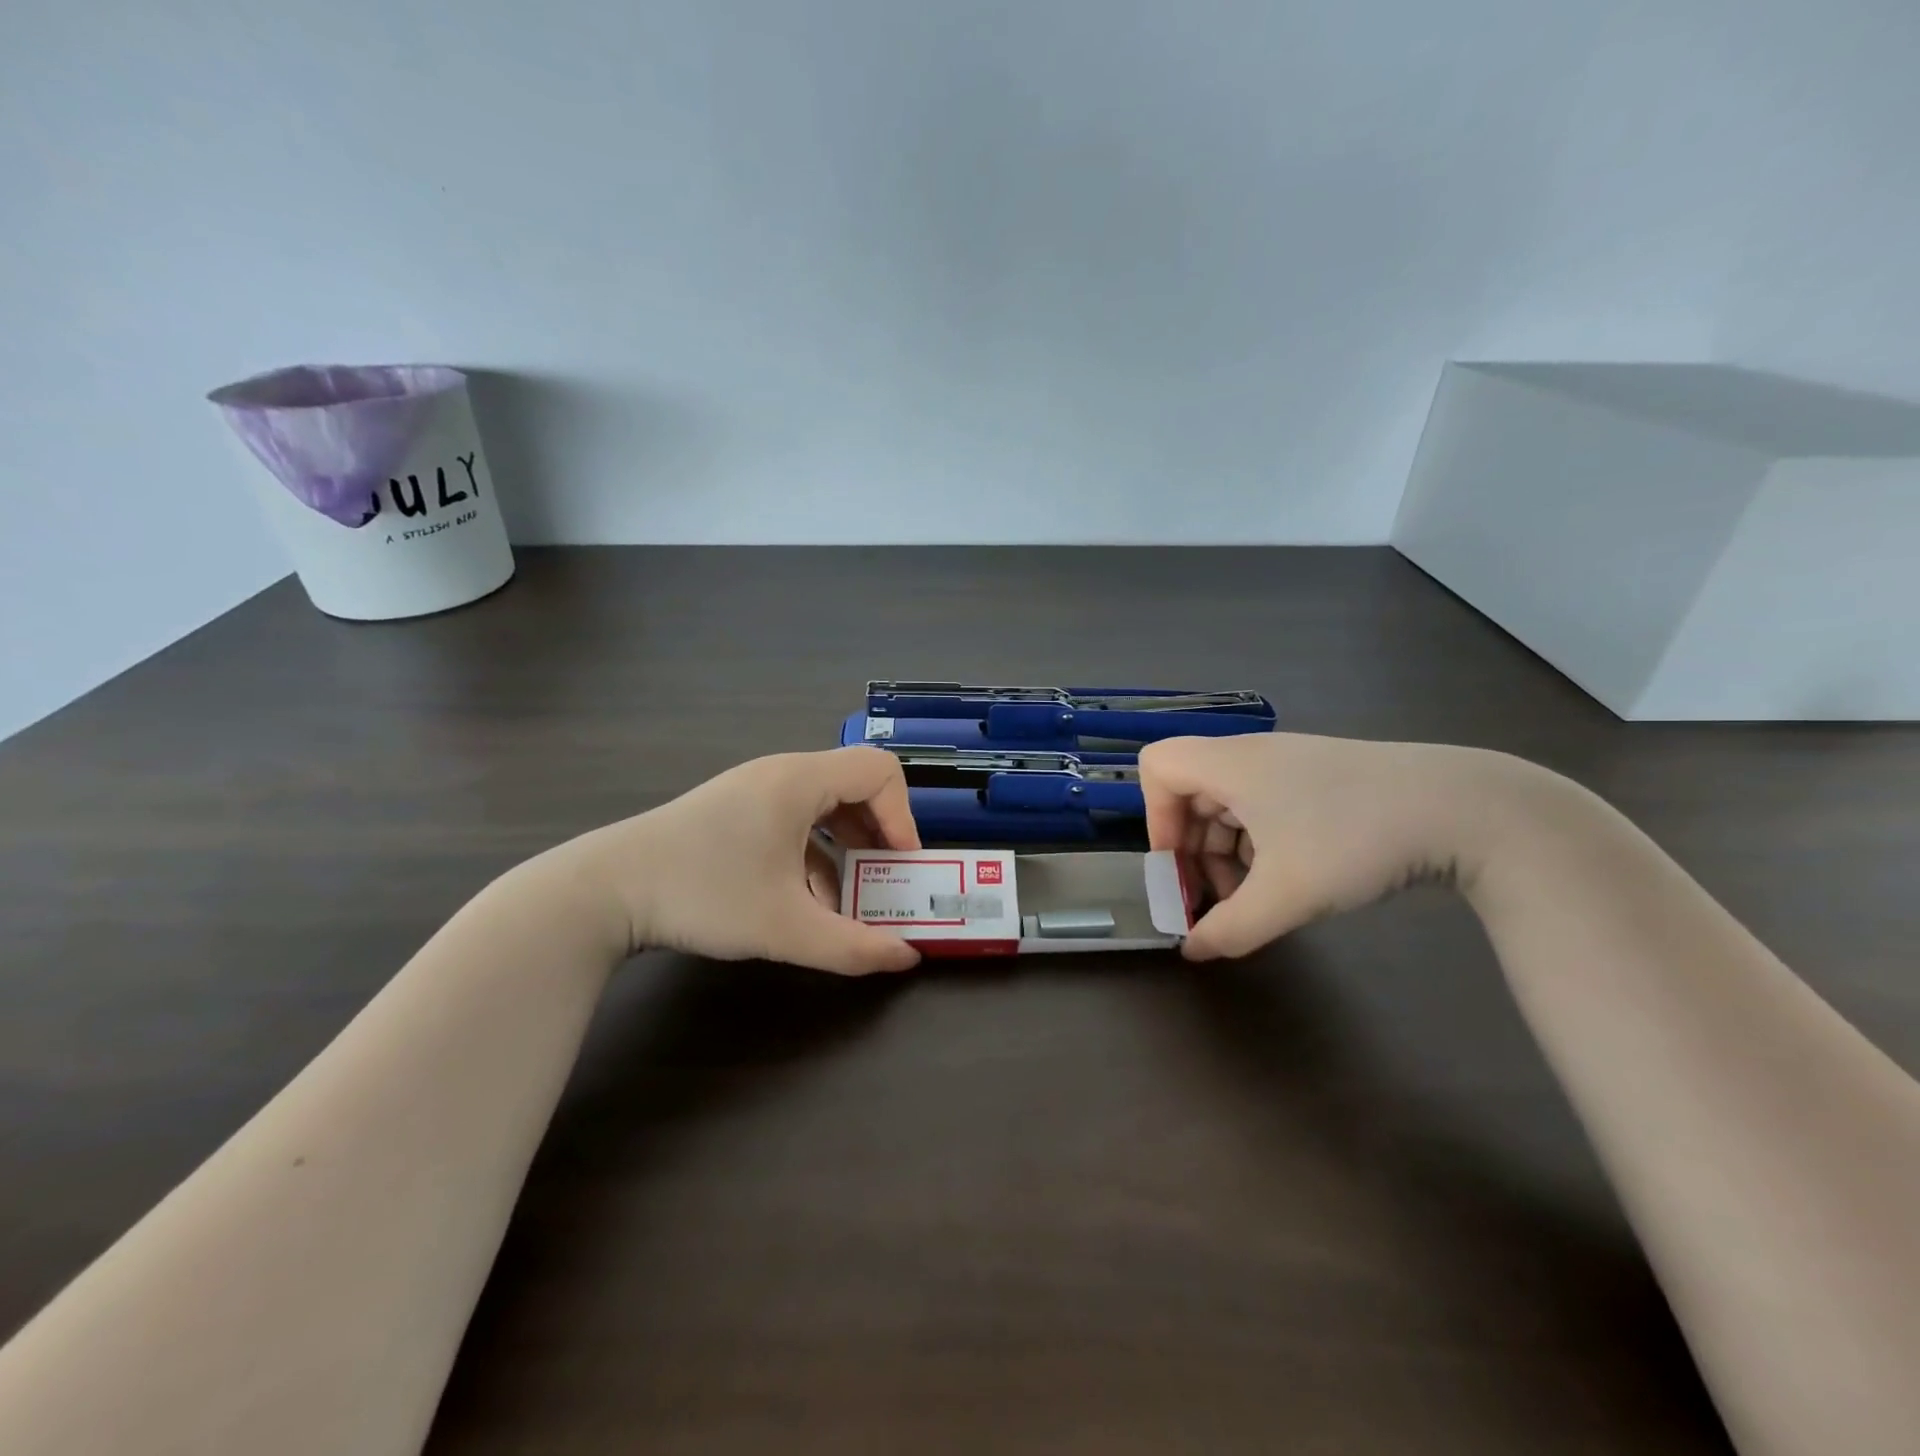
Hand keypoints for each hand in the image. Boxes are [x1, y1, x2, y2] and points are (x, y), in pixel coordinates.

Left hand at [567, 747, 923, 974]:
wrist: (604, 891)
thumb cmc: (703, 894)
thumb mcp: (785, 928)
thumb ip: (853, 946)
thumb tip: (905, 957)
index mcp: (800, 781)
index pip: (880, 771)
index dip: (902, 816)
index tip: (899, 865)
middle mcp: (781, 774)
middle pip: (855, 786)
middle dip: (878, 836)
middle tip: (884, 881)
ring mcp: (754, 790)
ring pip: (824, 806)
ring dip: (845, 849)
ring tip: (846, 899)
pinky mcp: (734, 810)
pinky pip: (793, 820)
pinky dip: (812, 853)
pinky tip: (803, 900)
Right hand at [1139, 733, 1521, 960]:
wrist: (1466, 807)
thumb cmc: (1355, 838)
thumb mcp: (1287, 894)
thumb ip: (1230, 928)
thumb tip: (1192, 951)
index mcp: (1231, 764)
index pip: (1157, 767)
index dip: (1155, 817)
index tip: (1179, 865)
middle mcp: (1253, 756)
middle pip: (1191, 792)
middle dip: (1193, 850)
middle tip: (1214, 899)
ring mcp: (1290, 765)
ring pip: (1229, 803)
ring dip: (1227, 852)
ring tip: (1254, 899)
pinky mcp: (1322, 778)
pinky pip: (1265, 806)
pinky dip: (1260, 843)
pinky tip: (1289, 880)